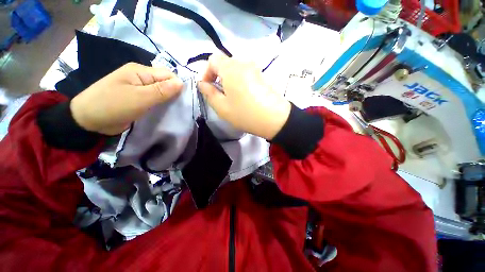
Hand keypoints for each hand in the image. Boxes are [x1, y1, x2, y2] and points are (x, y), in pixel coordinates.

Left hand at [70, 63, 182, 134]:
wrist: (87, 121)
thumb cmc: (112, 106)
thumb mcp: (139, 98)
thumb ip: (162, 90)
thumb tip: (182, 83)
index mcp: (140, 71)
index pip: (167, 74)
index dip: (178, 85)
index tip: (185, 100)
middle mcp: (141, 77)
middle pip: (165, 82)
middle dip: (174, 93)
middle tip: (182, 107)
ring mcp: (139, 88)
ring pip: (161, 91)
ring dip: (169, 100)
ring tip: (176, 109)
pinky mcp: (138, 98)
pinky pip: (155, 99)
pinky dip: (162, 104)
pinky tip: (167, 110)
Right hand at [198, 54, 290, 139]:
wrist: (274, 119)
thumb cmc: (245, 114)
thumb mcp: (222, 107)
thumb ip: (208, 93)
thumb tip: (202, 84)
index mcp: (231, 68)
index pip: (212, 59)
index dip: (206, 72)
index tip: (207, 87)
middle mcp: (243, 63)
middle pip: (225, 63)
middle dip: (217, 76)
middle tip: (218, 93)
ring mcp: (255, 69)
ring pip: (235, 69)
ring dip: (228, 79)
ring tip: (231, 96)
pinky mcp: (262, 76)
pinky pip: (245, 74)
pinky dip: (239, 81)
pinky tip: (243, 95)